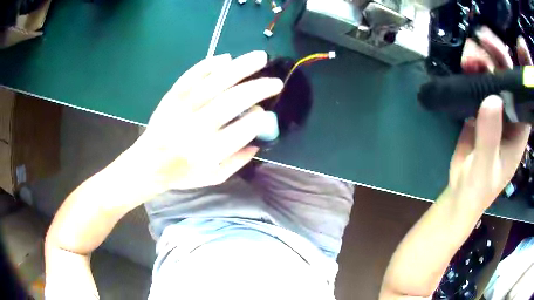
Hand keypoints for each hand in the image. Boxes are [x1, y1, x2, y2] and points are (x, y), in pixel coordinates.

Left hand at [129, 51, 282, 191]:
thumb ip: (238, 161)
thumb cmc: (183, 173)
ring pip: (213, 82)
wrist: (148, 162)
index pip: (238, 132)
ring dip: (240, 68)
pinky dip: (209, 65)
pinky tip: (226, 58)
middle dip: (257, 89)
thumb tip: (258, 141)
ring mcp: (182, 108)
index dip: (255, 120)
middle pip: (230, 102)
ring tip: (260, 57)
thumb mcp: (213, 177)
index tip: (263, 114)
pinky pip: (191, 76)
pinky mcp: (172, 96)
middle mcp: (195, 128)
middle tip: (276, 82)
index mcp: (207, 153)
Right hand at [448, 27, 531, 210]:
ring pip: (493, 77)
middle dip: (496, 56)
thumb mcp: (485, 167)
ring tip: (468, 57)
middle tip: (480, 41)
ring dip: (482, 61)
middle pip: (507, 78)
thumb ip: (490, 138)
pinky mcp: (481, 109)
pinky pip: (479, 84)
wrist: (462, 192)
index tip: (498, 50)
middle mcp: (510, 115)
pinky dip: (472, 72)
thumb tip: (491, 100)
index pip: (521, 93)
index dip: (513, 70)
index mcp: (519, 129)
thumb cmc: (479, 187)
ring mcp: (496, 111)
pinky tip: (464, 67)